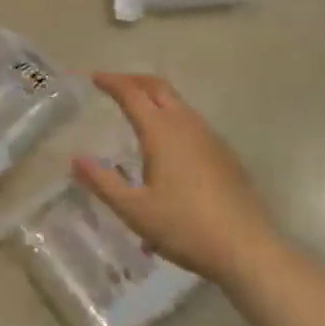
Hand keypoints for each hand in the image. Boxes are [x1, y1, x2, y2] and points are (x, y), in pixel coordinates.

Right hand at [75, 73, 275, 285]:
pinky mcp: (224, 153)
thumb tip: (77, 160)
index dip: (112, 82)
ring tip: (138, 109)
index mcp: (161, 131)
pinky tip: (167, 142)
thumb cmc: (185, 227)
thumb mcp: (135, 211)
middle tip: (114, 85)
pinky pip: (191, 120)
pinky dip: (171, 115)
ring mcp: (209, 137)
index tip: (95, 77)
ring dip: (155, 97)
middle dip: (134, 80)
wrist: (247, 248)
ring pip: (178, 102)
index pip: (132, 93)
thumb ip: (103, 183)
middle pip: (158, 87)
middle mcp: (186, 124)